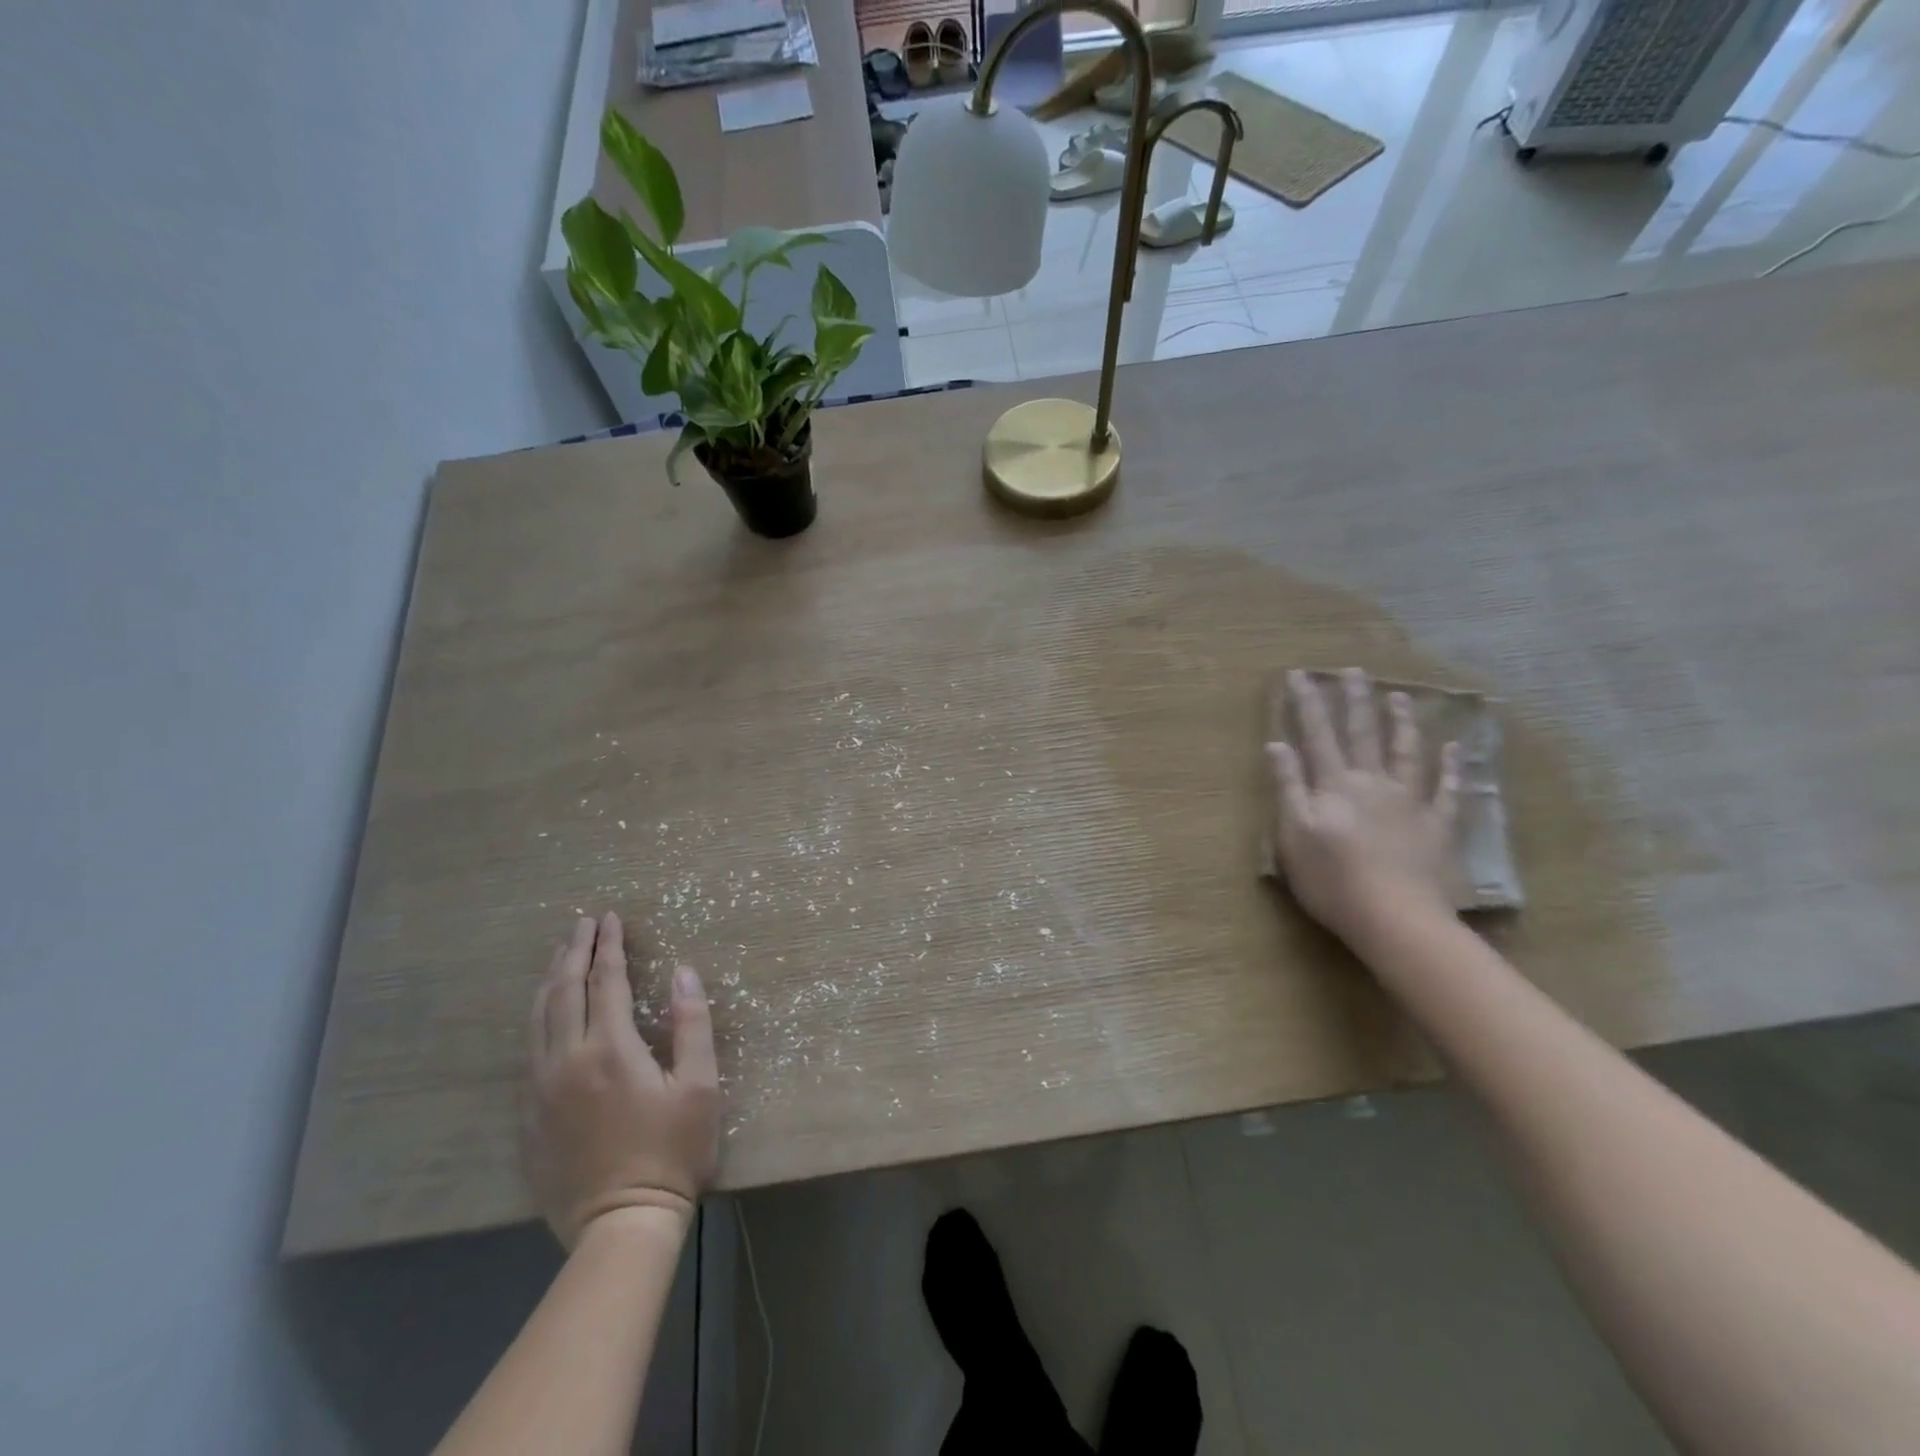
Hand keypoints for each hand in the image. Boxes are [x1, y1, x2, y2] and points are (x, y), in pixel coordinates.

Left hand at [524, 912, 719, 1248]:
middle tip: (583, 923)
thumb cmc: (672, 1151)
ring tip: (560, 954)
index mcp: (611, 1049)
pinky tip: (547, 1012)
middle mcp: (567, 1061)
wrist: (621, 1224)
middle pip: (564, 992)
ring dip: (551, 980)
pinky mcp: (530, 1115)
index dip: (609, 946)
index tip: (610, 918)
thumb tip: (684, 972)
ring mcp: (541, 1089)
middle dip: (574, 952)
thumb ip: (693, 1024)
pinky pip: (529, 1050)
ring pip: (538, 1019)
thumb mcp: (700, 1086)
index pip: (606, 981)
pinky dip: (539, 1017)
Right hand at [1267, 668, 1461, 945]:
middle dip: (1355, 701)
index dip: (1307, 704)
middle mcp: (1373, 783)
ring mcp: (1410, 802)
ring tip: (1398, 696)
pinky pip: (1448, 790)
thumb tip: (1277, 745)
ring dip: (1401, 723)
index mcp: (1335, 786)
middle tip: (1354, 670)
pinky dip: (1451, 768)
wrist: (1396, 918)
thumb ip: (1287, 786)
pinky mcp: (1438, 826)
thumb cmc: (1332, 879)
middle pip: (1362, 735)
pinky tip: (1454, 749)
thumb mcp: (1293, 834)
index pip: (1317, 736)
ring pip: (1406, 753)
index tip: (1300, 675)